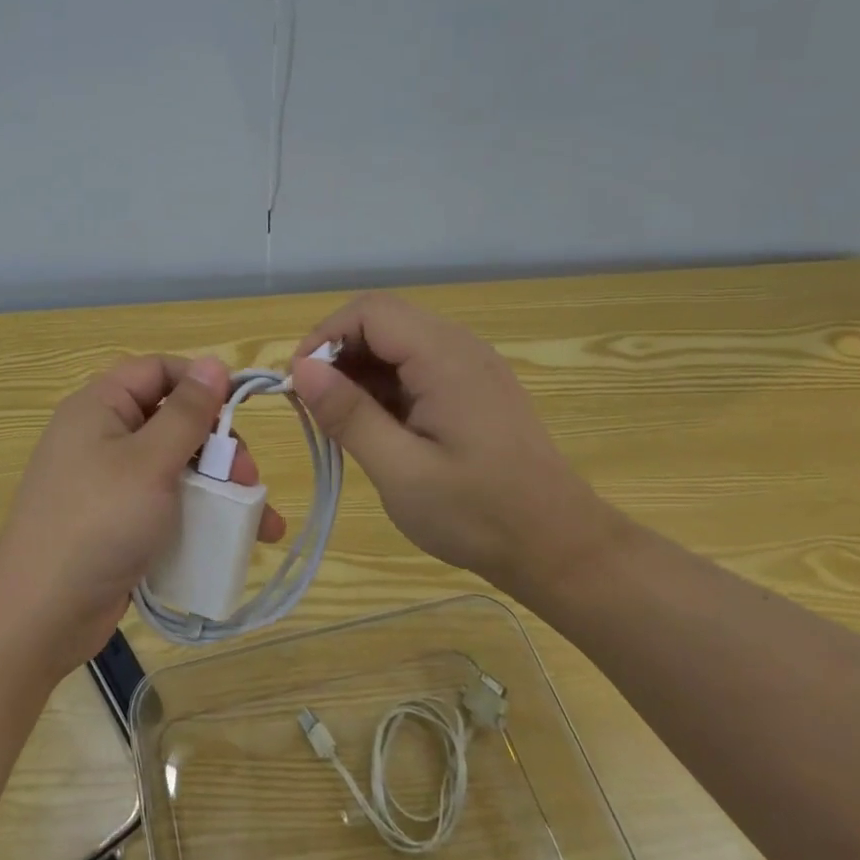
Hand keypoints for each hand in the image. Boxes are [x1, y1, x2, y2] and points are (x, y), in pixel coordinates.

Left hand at [0, 355, 283, 673]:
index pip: (157, 370)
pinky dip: (199, 515)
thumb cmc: (99, 522)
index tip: (242, 407)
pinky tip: (235, 540)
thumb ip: (187, 412)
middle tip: (248, 476)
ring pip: (175, 466)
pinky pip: (165, 504)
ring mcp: (109, 482)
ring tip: (258, 519)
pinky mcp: (117, 522)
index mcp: (100, 406)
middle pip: (172, 420)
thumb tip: (215, 363)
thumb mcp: (151, 461)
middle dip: (217, 445)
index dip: (200, 382)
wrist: (40, 614)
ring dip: (218, 486)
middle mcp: (102, 436)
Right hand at [290, 294, 610, 592]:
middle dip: (339, 354)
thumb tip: (302, 368)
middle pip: (382, 320)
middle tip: (316, 406)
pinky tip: (378, 427)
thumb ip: (349, 415)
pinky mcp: (474, 387)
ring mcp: (471, 365)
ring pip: (397, 342)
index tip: (299, 384)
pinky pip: (417, 365)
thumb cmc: (479, 514)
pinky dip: (385, 386)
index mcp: (444, 357)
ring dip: (360, 371)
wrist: (559, 547)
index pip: (369, 312)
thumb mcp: (401, 471)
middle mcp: (459, 346)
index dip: (324, 337)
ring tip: (342, 422)